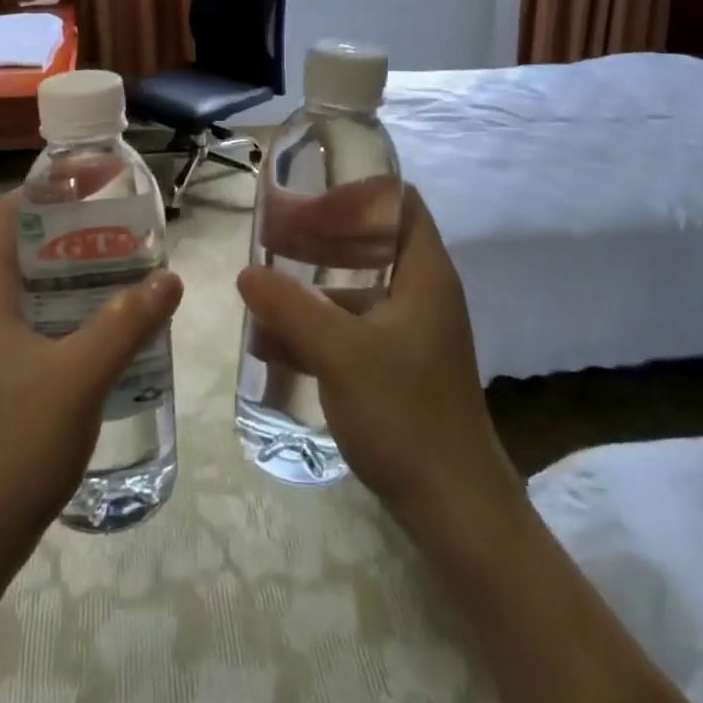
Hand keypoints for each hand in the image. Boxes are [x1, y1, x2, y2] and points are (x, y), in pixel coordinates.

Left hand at [0, 189, 182, 570]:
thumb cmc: (12, 443)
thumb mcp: (79, 375)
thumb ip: (126, 322)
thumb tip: (170, 277)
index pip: (9, 212)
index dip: (50, 188)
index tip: (99, 182)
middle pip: (27, 245)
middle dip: (76, 229)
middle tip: (129, 226)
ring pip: (37, 286)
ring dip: (80, 272)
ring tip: (132, 267)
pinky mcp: (4, 375)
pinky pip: (42, 321)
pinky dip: (76, 310)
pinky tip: (116, 325)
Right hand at [238, 186, 518, 530]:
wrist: (455, 508)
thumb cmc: (405, 412)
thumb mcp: (340, 353)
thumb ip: (291, 307)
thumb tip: (247, 273)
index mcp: (424, 273)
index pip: (399, 202)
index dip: (354, 194)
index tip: (306, 201)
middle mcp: (421, 293)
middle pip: (370, 242)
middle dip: (319, 235)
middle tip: (271, 234)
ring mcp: (409, 332)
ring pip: (356, 287)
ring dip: (310, 282)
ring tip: (261, 284)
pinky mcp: (396, 367)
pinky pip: (350, 328)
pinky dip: (315, 325)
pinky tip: (270, 340)